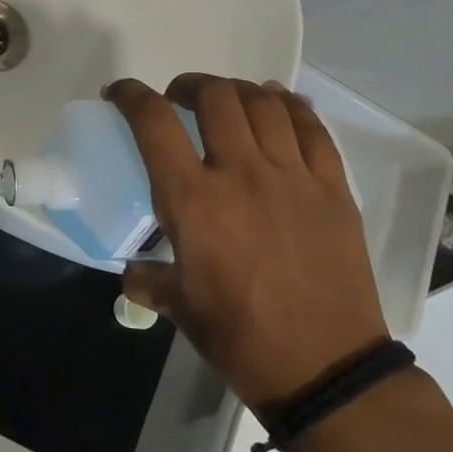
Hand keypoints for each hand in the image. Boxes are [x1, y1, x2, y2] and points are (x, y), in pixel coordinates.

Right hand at [107, 75, 386, 413]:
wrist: (323, 365)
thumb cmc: (237, 335)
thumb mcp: (176, 306)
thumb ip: (146, 279)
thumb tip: (134, 271)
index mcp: (192, 199)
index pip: (154, 122)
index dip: (131, 96)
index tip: (119, 94)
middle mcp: (241, 173)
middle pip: (215, 98)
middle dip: (189, 86)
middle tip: (179, 99)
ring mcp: (293, 177)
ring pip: (265, 104)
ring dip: (237, 91)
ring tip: (226, 100)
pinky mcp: (333, 189)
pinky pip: (313, 129)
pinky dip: (291, 107)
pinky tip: (280, 106)